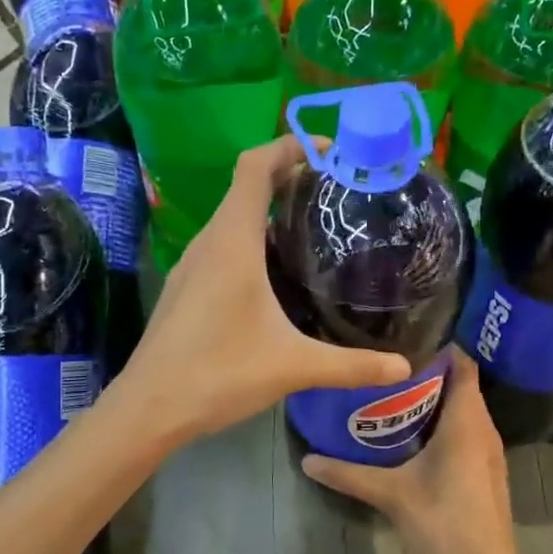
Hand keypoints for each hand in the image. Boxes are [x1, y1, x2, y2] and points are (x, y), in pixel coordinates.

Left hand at [117, 135, 409, 445]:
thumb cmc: (219, 373)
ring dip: (267, 211)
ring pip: (231, 219)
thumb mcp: (293, 367)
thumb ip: (351, 366)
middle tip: (334, 192)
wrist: (149, 407)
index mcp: (232, 242)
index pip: (256, 167)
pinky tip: (273, 275)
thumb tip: (404, 369)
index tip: (328, 151)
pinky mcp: (185, 288)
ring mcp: (191, 266)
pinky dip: (250, 240)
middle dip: (287, 177)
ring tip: (311, 228)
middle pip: (245, 187)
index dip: (289, 146)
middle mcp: (208, 243)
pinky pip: (221, 246)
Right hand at [302, 347, 522, 553]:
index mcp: (466, 423)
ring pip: (465, 410)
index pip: (463, 365)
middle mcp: (484, 429)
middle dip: (428, 373)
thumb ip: (348, 474)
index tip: (404, 338)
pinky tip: (413, 435)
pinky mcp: (487, 470)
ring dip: (436, 400)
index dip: (439, 348)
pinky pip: (468, 430)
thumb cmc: (443, 522)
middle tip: (387, 366)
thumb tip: (307, 459)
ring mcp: (489, 451)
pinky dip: (444, 423)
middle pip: (462, 385)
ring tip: (394, 394)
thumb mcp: (390, 494)